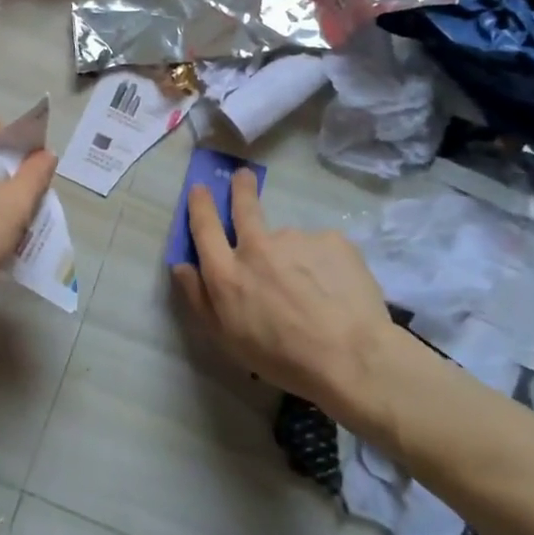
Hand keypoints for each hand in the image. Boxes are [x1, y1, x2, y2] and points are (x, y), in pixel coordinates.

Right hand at [171, 168, 396, 402]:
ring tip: (315, 290)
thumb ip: (199, 298)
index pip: (204, 227)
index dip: (200, 205)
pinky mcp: (332, 240)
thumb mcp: (227, 339)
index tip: (200, 188)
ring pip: (289, 239)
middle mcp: (257, 247)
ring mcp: (296, 239)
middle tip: (243, 177)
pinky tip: (337, 289)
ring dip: (294, 254)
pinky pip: (322, 248)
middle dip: (240, 188)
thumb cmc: (282, 358)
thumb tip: (181, 266)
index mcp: (227, 272)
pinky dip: (325, 263)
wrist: (352, 358)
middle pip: (244, 206)